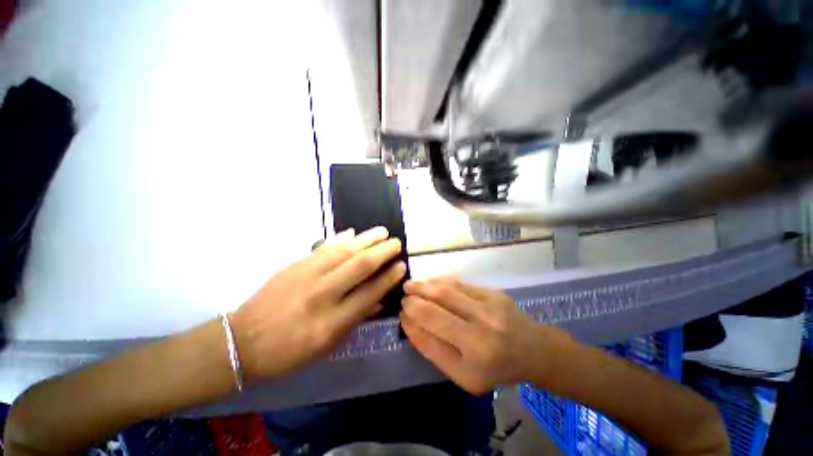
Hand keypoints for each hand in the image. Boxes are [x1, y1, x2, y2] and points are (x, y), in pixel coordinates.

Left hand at [231, 227, 405, 381]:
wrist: (241, 342)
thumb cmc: (288, 352)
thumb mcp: (327, 345)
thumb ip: (355, 319)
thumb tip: (379, 298)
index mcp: (331, 322)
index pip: (369, 293)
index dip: (388, 278)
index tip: (401, 266)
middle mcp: (322, 294)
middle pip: (360, 266)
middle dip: (382, 252)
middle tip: (396, 242)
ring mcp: (306, 275)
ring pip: (344, 251)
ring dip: (366, 239)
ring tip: (382, 231)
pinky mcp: (294, 265)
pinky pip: (323, 247)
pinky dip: (340, 238)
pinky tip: (352, 232)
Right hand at [401, 277, 567, 393]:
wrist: (534, 350)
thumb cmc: (496, 369)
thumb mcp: (464, 375)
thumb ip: (434, 350)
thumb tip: (410, 323)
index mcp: (474, 359)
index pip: (430, 334)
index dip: (411, 321)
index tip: (401, 314)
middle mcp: (482, 330)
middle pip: (436, 308)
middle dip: (414, 300)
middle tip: (402, 296)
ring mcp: (489, 307)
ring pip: (446, 291)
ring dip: (424, 286)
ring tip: (410, 285)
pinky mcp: (493, 292)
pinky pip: (459, 283)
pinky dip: (440, 281)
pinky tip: (430, 282)